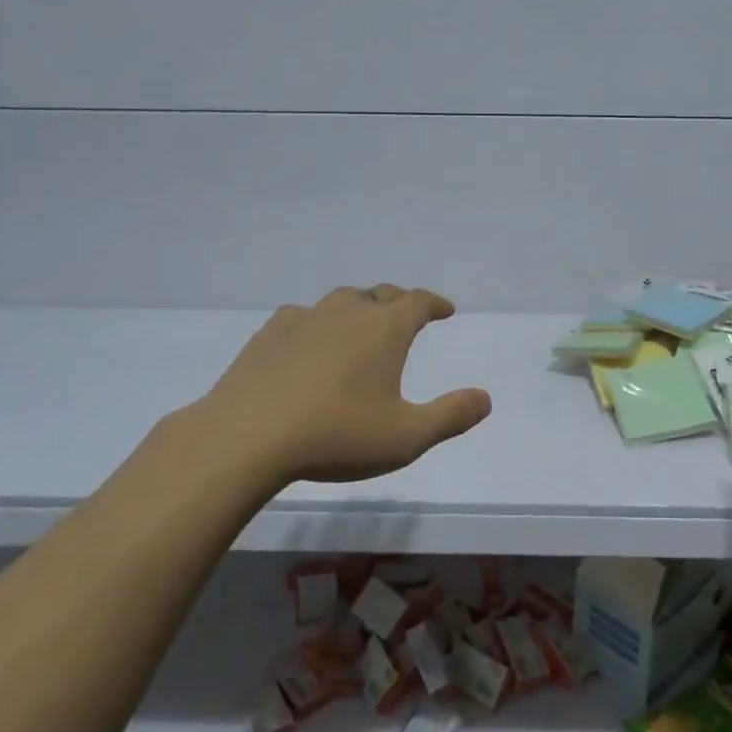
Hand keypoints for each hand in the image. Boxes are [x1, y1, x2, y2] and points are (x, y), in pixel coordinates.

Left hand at [175, 284, 491, 487]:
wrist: (245, 438)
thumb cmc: (336, 436)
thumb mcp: (406, 437)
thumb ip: (451, 416)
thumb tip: (485, 398)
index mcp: (384, 329)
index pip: (418, 301)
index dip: (435, 303)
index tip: (445, 311)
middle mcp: (348, 312)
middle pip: (381, 294)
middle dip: (399, 302)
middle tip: (407, 316)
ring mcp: (305, 319)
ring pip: (341, 300)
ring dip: (359, 308)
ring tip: (361, 326)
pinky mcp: (269, 333)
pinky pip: (304, 317)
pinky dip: (318, 323)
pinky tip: (310, 343)